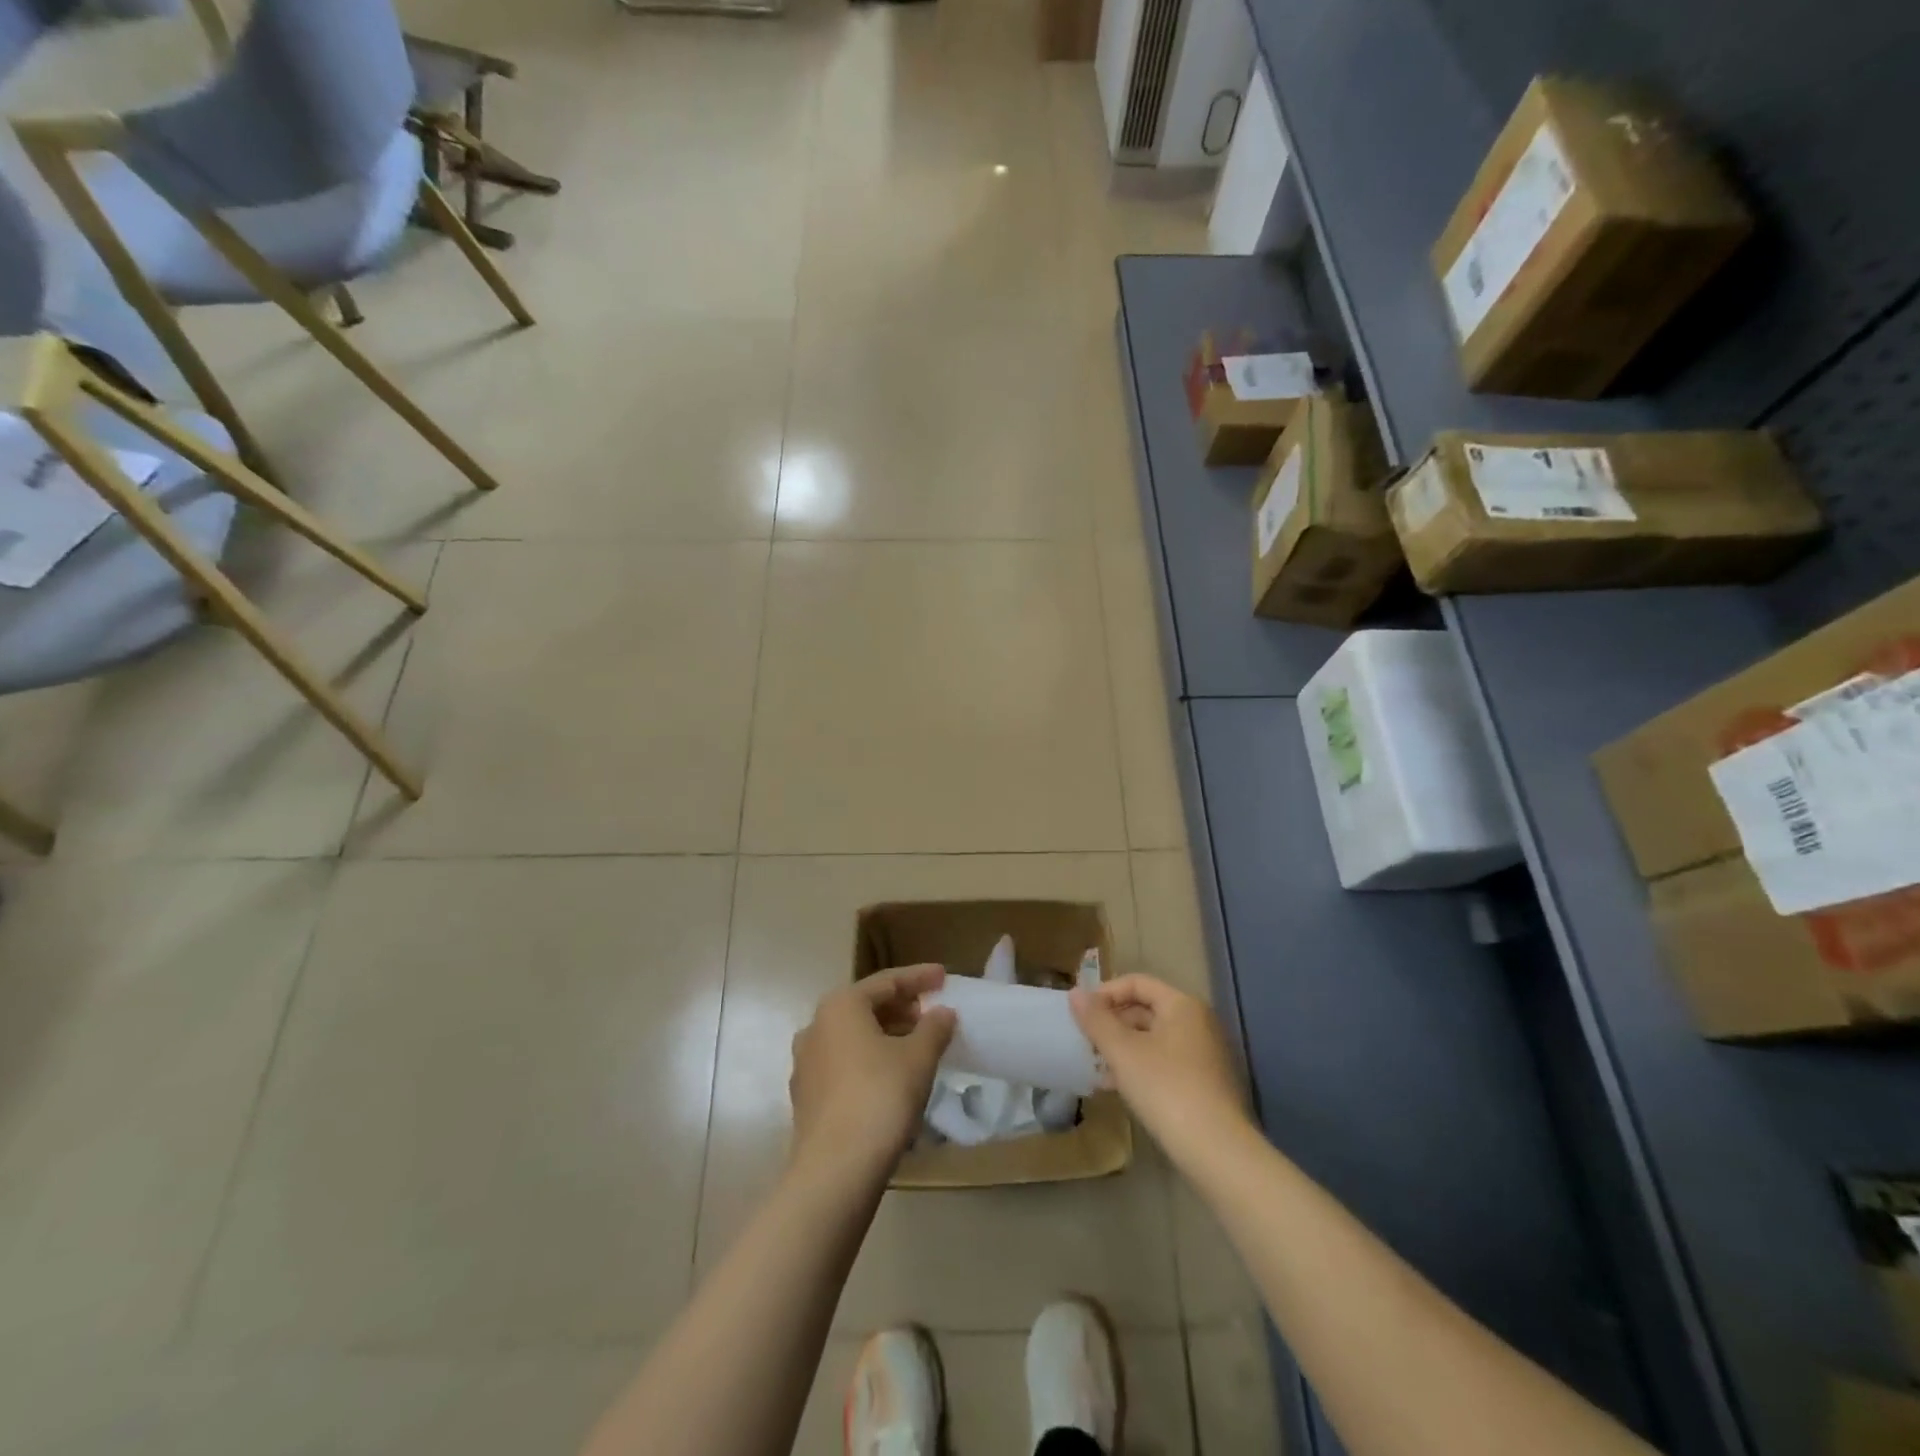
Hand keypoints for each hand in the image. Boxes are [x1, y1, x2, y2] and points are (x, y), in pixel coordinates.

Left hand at [789, 965, 956, 1181]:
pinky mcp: (807, 1096)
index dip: (919, 978)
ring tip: (917, 1045)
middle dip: (902, 1008)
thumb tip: (942, 1012)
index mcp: (841, 1006)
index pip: (887, 982)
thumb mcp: (918, 1058)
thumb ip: (934, 1028)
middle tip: (933, 1013)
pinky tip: (892, 1077)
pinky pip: (844, 1063)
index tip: (944, 977)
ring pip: (853, 1037)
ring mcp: (806, 1063)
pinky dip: (870, 1060)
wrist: (835, 1170)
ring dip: (886, 1035)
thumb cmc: (880, 1097)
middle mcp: (816, 1026)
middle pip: (866, 1007)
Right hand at [1070, 974, 1248, 1163]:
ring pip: (1154, 1039)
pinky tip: (1118, 1088)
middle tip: (1085, 1041)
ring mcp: (1205, 1054)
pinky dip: (1140, 1067)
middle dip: (1113, 1023)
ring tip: (1096, 1066)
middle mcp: (1199, 1022)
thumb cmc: (1166, 1089)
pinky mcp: (1206, 1084)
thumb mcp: (1122, 1051)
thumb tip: (1075, 993)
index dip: (1105, 992)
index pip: (1137, 982)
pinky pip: (1166, 1062)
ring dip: (1123, 1048)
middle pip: (1147, 1009)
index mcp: (1183, 1005)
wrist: (1217, 1151)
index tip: (1080, 1014)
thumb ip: (1096, 1019)